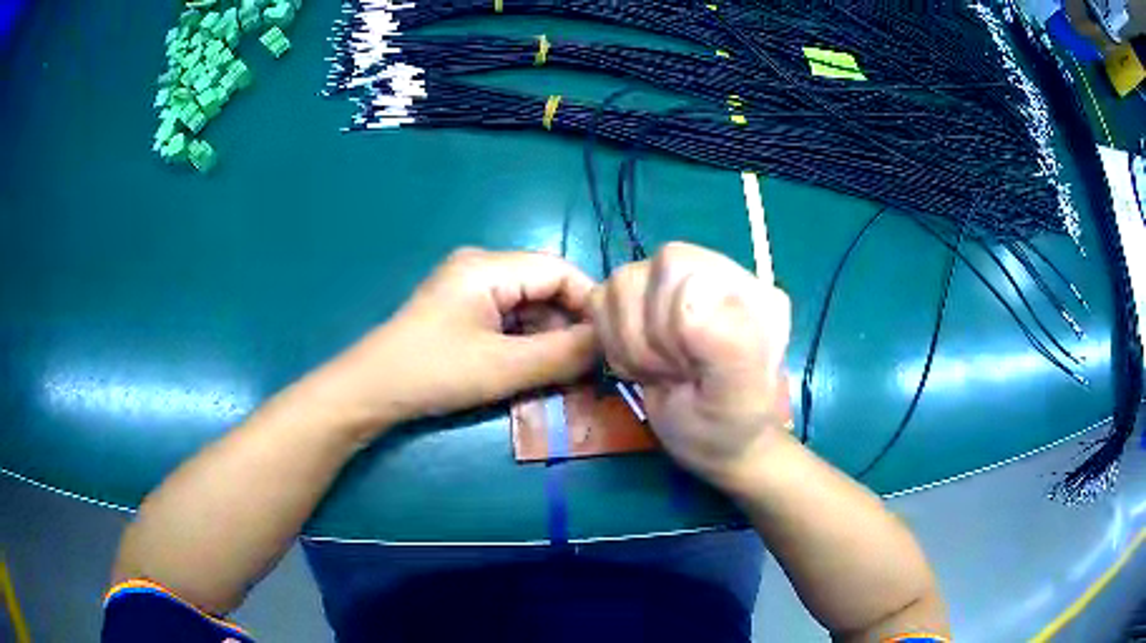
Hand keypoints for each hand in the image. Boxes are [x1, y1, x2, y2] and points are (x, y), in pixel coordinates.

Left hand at [316, 248, 597, 438]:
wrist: (370, 390)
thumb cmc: (434, 373)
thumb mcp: (504, 367)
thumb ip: (563, 354)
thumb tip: (611, 343)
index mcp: (489, 266)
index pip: (560, 270)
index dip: (590, 303)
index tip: (611, 342)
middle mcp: (482, 266)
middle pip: (545, 287)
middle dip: (569, 325)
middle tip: (590, 366)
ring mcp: (469, 287)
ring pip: (529, 305)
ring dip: (549, 337)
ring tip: (564, 374)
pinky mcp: (462, 308)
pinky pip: (509, 317)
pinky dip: (526, 341)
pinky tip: (533, 369)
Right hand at [589, 242, 790, 488]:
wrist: (713, 441)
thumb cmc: (729, 423)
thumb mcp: (738, 394)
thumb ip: (727, 342)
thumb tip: (691, 290)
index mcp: (742, 284)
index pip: (674, 264)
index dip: (664, 321)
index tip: (690, 366)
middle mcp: (707, 271)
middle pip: (637, 274)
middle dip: (644, 338)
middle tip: (675, 371)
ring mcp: (674, 283)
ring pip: (616, 286)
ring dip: (628, 343)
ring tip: (662, 369)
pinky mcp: (644, 300)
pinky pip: (602, 301)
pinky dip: (613, 342)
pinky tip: (645, 362)